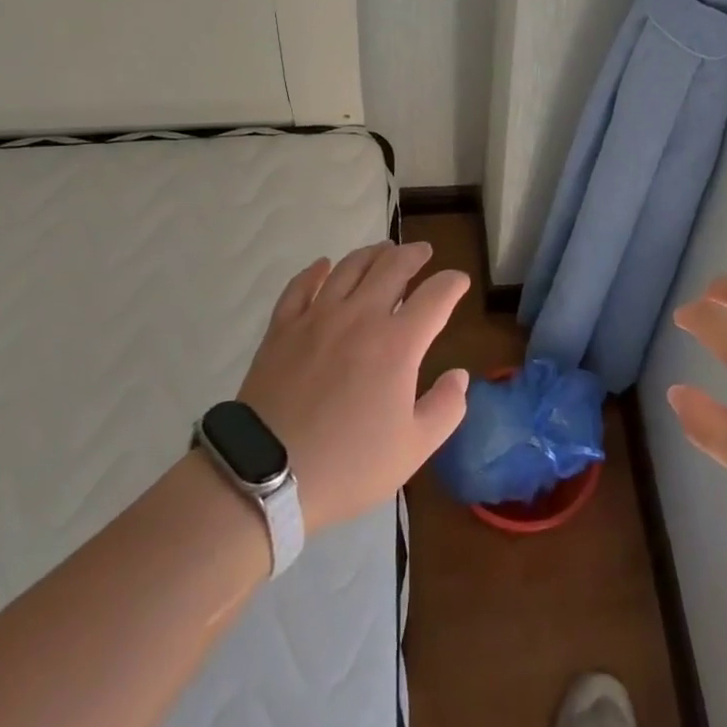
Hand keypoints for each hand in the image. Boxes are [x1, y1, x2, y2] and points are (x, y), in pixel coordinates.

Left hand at [236, 242, 470, 533]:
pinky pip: (301, 286)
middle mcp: (360, 316)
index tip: (460, 281)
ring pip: (349, 267)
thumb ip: (446, 408)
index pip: (435, 296)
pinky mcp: (282, 328)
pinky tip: (323, 266)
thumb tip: (459, 376)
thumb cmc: (347, 465)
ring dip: (371, 254)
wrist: (266, 476)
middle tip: (423, 252)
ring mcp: (317, 317)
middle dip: (414, 255)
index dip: (452, 284)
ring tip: (383, 250)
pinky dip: (315, 271)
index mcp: (398, 343)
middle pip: (392, 267)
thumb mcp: (413, 448)